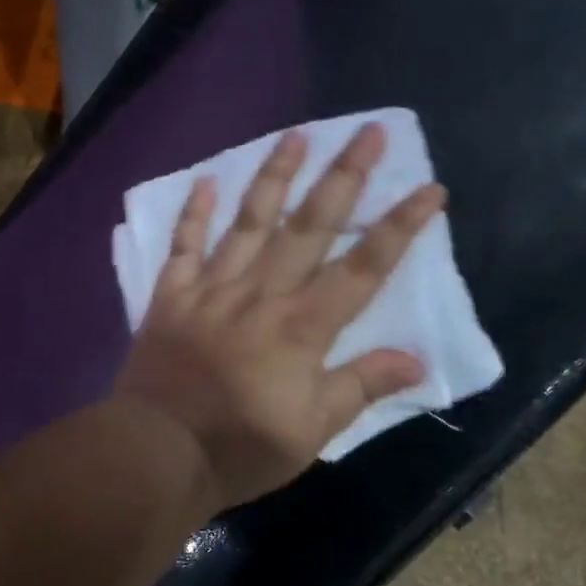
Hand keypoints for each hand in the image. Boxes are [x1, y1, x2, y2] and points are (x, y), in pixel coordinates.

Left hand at [113, 123, 446, 510]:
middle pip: (309, 227)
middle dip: (344, 177)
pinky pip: (184, 246)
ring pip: (249, 222)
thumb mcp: (312, 431)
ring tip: (296, 136)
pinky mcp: (171, 297)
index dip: (398, 227)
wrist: (156, 454)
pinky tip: (207, 180)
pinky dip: (194, 213)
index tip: (429, 189)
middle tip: (369, 131)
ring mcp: (212, 290)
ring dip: (274, 177)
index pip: (362, 268)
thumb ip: (361, 387)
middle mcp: (261, 294)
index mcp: (302, 327)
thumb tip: (416, 359)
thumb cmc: (239, 448)